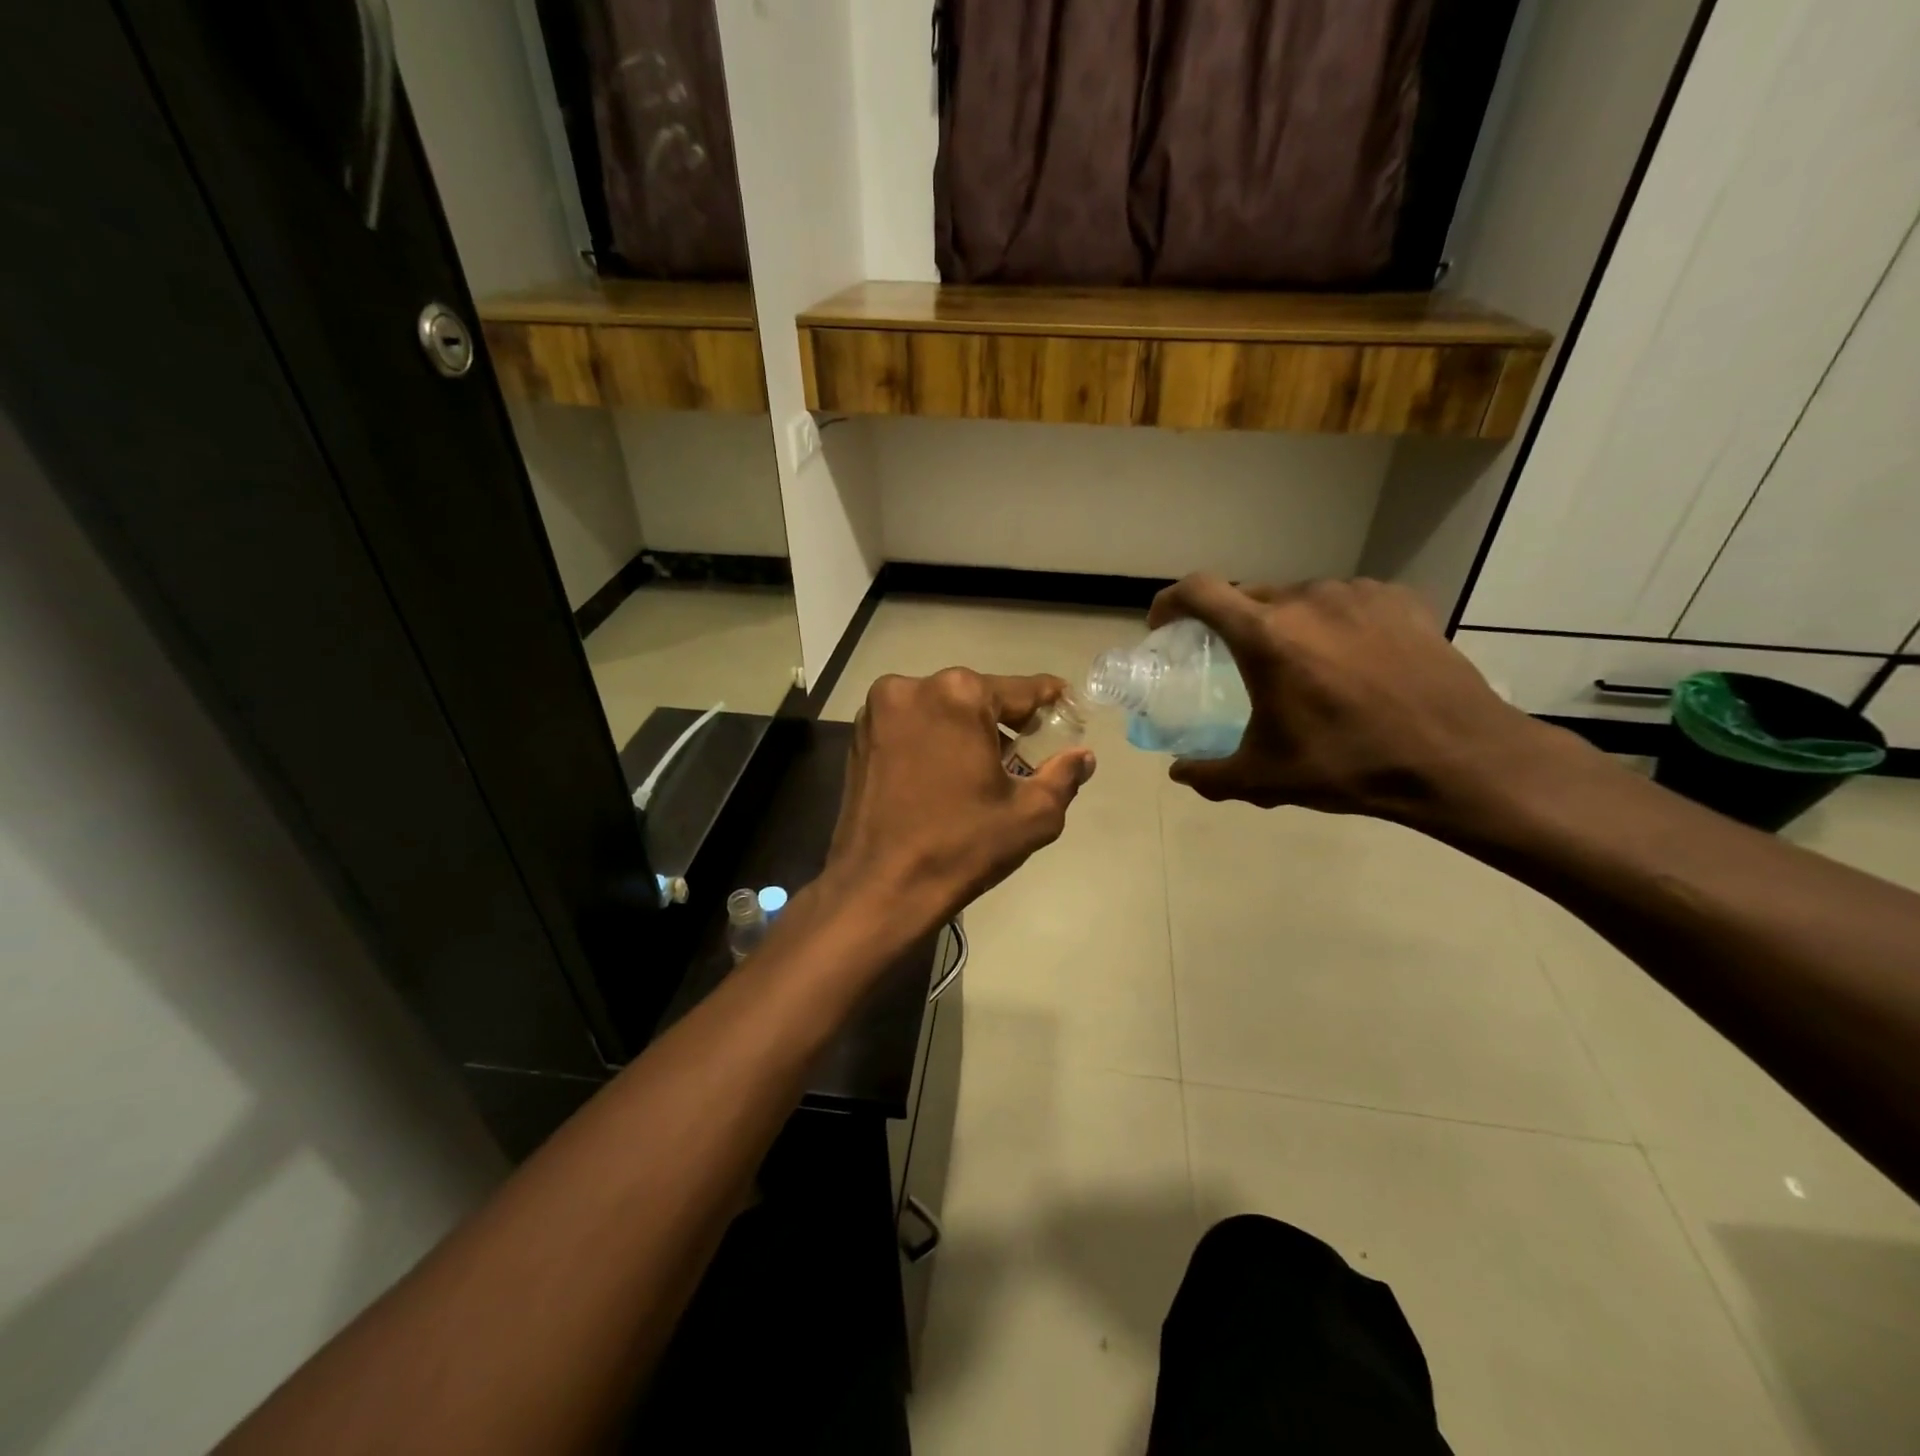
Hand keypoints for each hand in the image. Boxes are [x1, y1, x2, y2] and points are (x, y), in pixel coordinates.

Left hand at [821, 670, 1096, 931]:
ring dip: (967, 729)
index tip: (1067, 705)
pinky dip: (935, 738)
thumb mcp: (1031, 815)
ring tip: (988, 767)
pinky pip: (912, 724)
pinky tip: (948, 772)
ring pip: (942, 708)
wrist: (879, 888)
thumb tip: (1083, 756)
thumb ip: (1064, 776)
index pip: (1020, 690)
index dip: (1050, 700)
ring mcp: (878, 710)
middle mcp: (913, 687)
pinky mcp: (859, 735)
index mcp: (959, 695)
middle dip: (1005, 720)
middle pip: (977, 696)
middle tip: (1029, 748)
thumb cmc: (960, 847)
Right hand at [1150, 574, 1575, 824]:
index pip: (1199, 591)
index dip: (1170, 602)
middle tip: (1236, 661)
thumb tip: (1178, 773)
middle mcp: (1306, 599)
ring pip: (1300, 599)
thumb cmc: (1348, 764)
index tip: (1164, 625)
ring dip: (1285, 624)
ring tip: (1301, 665)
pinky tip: (1350, 659)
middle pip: (1249, 596)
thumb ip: (1208, 775)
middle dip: (1231, 623)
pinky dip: (1333, 623)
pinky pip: (1346, 602)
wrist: (1458, 758)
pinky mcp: (1399, 599)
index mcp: (1265, 635)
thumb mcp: (1264, 778)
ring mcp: (1357, 594)